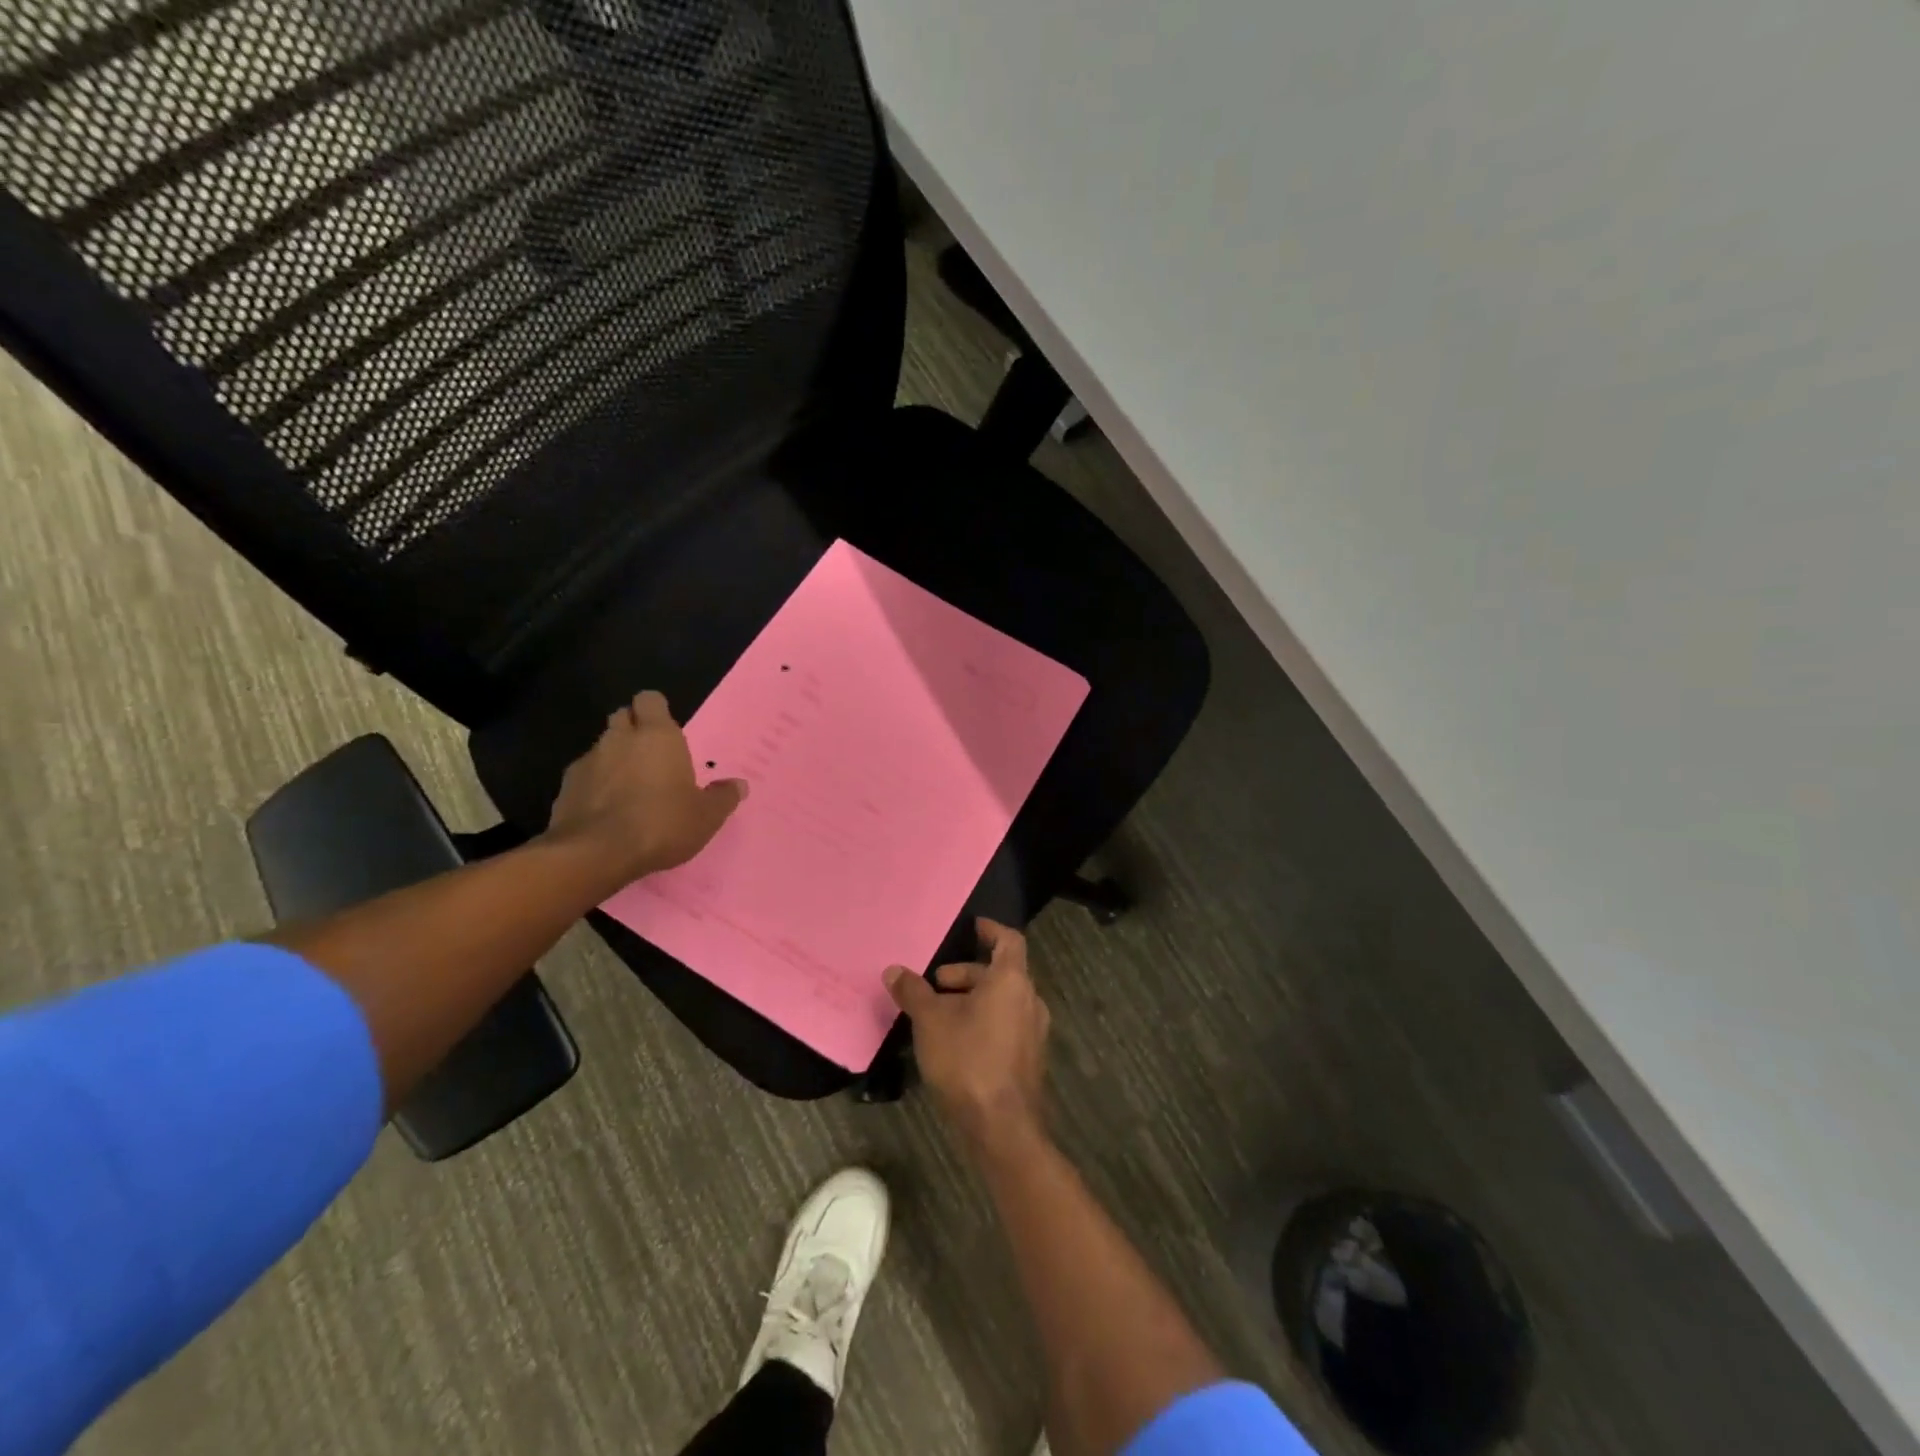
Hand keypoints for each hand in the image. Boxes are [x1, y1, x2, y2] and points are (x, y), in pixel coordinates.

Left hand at [544, 691, 746, 887]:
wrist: (595, 853)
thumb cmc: (661, 824)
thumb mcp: (706, 817)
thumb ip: (722, 797)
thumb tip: (739, 785)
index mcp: (657, 736)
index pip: (650, 700)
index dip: (656, 710)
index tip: (665, 729)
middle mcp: (620, 739)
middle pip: (623, 717)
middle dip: (633, 729)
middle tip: (651, 756)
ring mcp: (588, 761)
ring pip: (602, 747)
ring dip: (614, 759)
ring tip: (628, 788)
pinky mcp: (565, 787)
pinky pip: (584, 776)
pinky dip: (594, 786)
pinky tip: (605, 810)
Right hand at [885, 919, 1049, 1153]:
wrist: (1001, 1126)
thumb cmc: (967, 1060)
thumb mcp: (930, 1021)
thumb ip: (913, 991)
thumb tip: (894, 970)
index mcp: (1012, 981)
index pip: (1009, 940)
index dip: (991, 930)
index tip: (972, 927)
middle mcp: (1030, 1000)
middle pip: (1001, 973)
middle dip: (967, 974)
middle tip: (936, 984)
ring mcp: (1033, 1031)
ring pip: (1002, 1001)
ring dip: (973, 999)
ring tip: (939, 1014)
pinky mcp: (1028, 1059)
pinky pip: (1006, 1025)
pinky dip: (983, 1021)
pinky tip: (955, 1042)